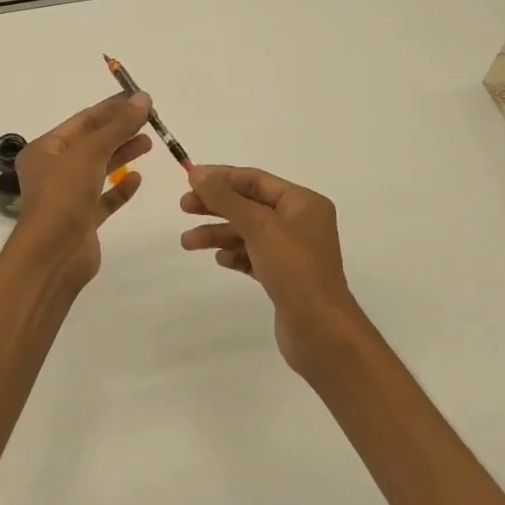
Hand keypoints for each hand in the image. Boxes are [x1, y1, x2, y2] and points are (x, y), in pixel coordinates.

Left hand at [11, 92, 153, 291]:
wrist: (53, 255)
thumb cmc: (64, 195)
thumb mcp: (91, 152)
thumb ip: (118, 126)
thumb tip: (143, 98)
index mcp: (45, 150)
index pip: (82, 121)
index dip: (111, 108)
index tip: (139, 98)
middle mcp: (53, 170)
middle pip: (91, 143)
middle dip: (119, 130)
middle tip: (150, 120)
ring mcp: (67, 197)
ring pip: (99, 169)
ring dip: (122, 155)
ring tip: (148, 143)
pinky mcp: (82, 220)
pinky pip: (104, 198)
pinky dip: (120, 188)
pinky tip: (137, 179)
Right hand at [180, 165, 371, 373]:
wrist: (320, 330)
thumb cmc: (294, 269)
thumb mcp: (258, 226)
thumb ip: (225, 198)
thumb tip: (196, 173)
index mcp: (303, 203)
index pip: (256, 180)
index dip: (221, 177)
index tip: (190, 180)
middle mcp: (300, 222)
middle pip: (249, 205)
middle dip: (215, 206)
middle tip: (183, 208)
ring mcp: (292, 251)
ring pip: (248, 232)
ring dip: (218, 234)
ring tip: (187, 243)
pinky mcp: (284, 277)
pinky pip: (253, 256)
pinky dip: (234, 255)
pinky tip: (220, 260)